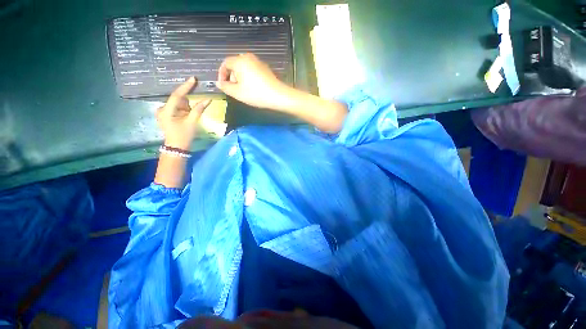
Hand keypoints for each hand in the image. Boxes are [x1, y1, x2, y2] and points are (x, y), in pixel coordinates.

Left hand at [157, 77, 211, 149]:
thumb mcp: (192, 122)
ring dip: (186, 107)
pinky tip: (187, 117)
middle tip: (194, 108)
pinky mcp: (166, 115)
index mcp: (166, 110)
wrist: (176, 147)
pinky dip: (184, 110)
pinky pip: (177, 108)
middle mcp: (162, 108)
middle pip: (177, 99)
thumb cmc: (184, 136)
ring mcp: (163, 112)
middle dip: (188, 102)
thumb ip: (199, 109)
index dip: (186, 87)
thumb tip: (208, 99)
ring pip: (178, 104)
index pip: (177, 95)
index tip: (193, 79)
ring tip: (189, 117)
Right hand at [217, 53, 289, 109]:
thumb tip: (219, 83)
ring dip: (240, 77)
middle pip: (235, 64)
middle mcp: (249, 57)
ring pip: (244, 67)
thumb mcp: (237, 93)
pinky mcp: (266, 68)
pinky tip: (253, 88)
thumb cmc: (256, 94)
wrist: (278, 96)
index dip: (221, 74)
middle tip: (234, 89)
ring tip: (243, 90)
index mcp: (240, 61)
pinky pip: (252, 70)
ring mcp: (259, 62)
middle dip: (231, 76)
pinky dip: (249, 77)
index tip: (223, 85)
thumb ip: (225, 87)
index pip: (225, 63)